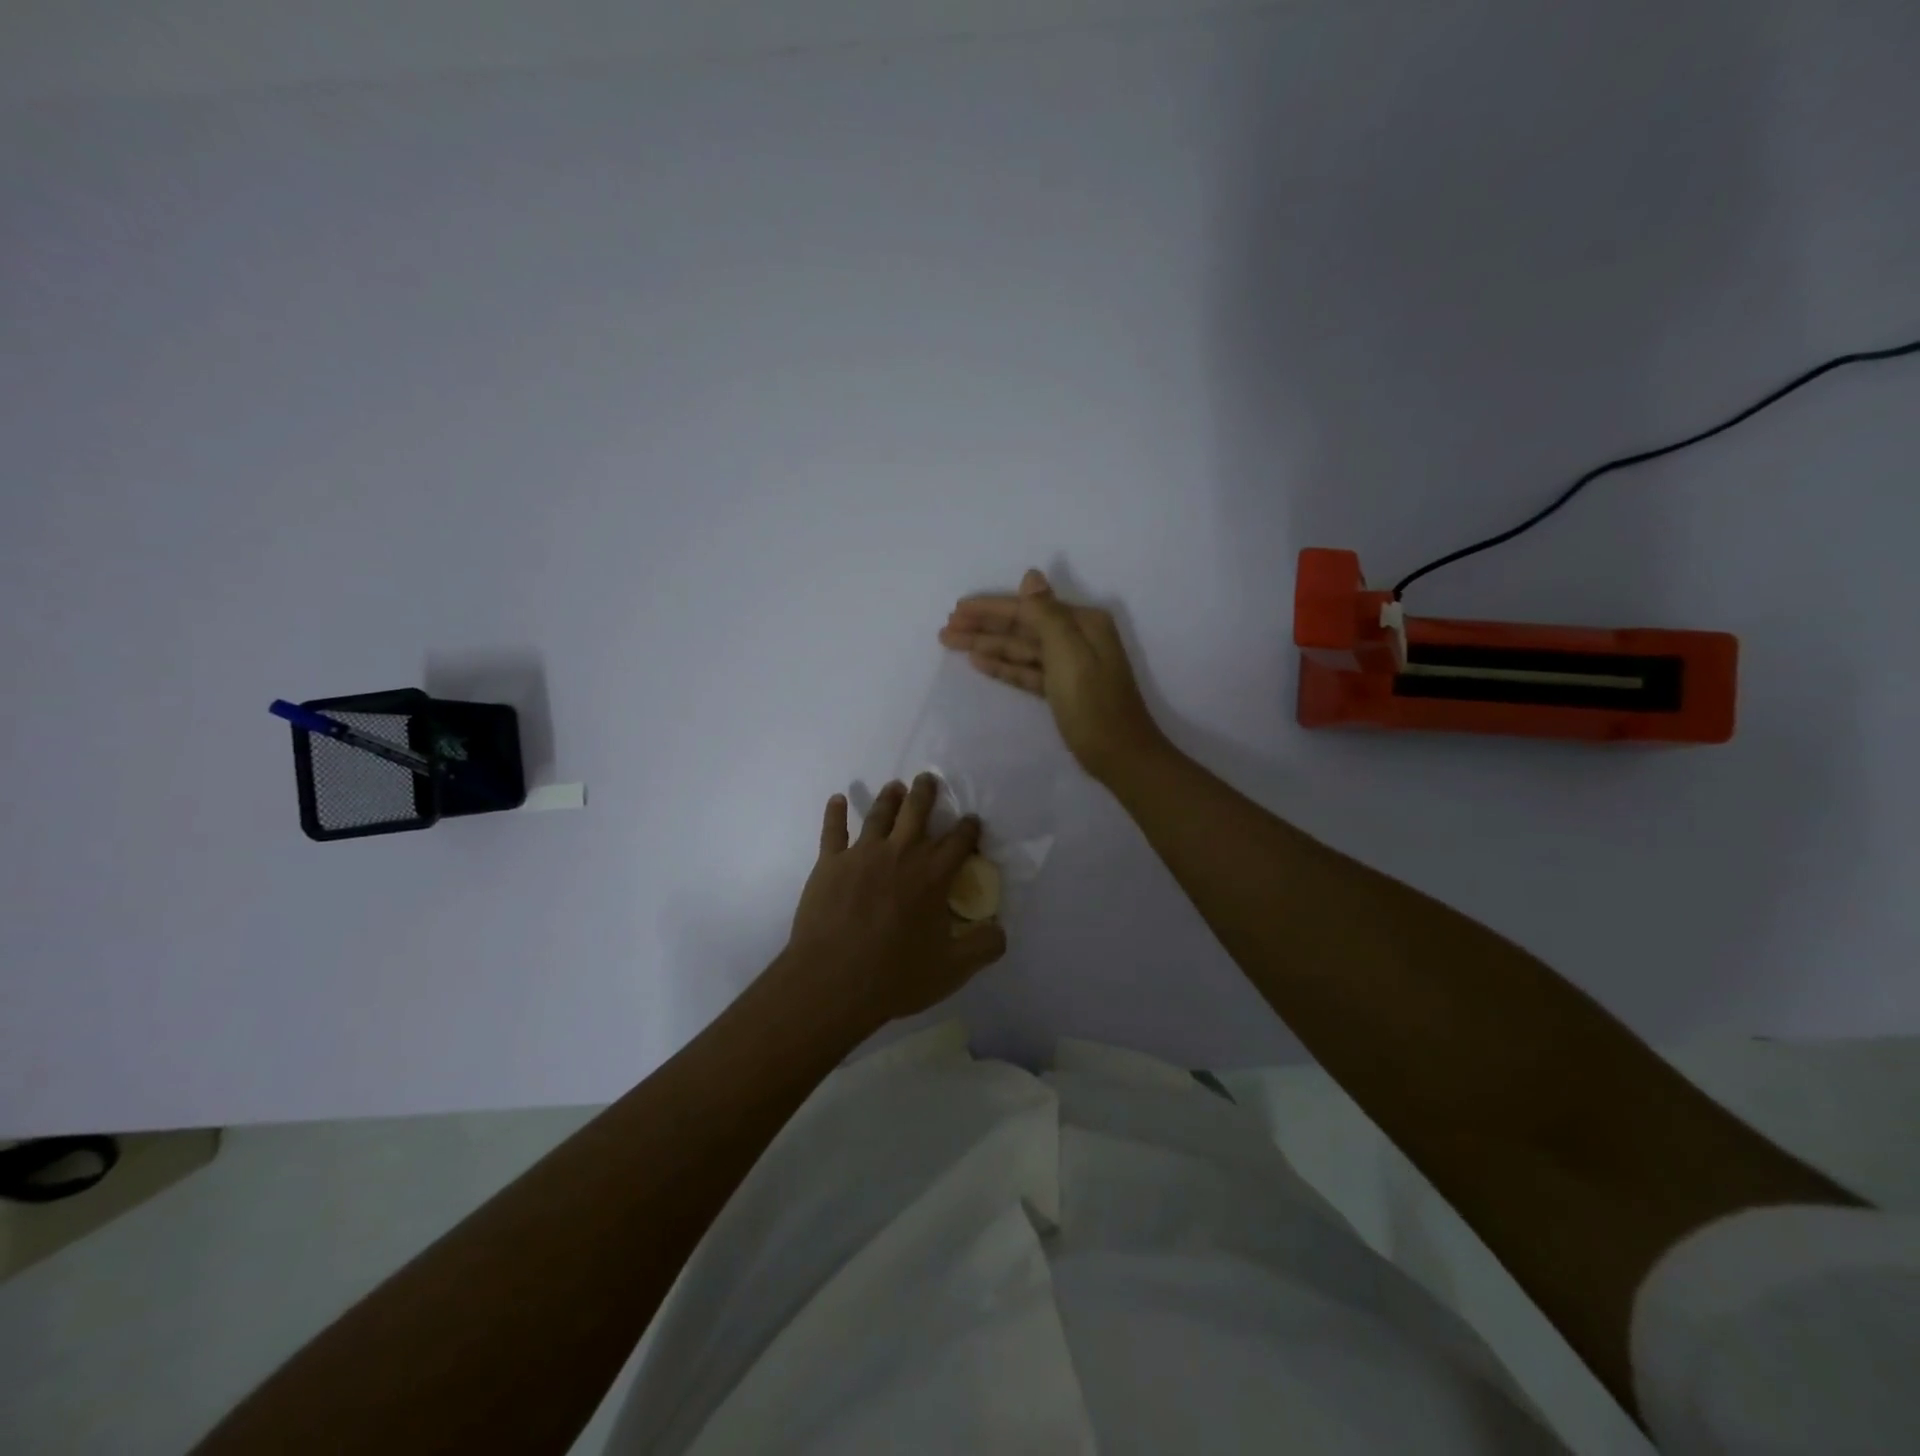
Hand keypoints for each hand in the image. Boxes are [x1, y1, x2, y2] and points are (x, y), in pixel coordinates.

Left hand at [786, 776, 1007, 1029]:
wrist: (833, 981)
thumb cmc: (895, 976)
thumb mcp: (952, 969)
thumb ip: (984, 946)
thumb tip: (1001, 929)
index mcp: (933, 875)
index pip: (959, 841)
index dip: (969, 828)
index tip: (972, 820)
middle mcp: (901, 853)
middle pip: (916, 811)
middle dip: (926, 793)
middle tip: (928, 779)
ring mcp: (862, 854)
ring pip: (878, 814)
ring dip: (889, 797)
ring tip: (895, 787)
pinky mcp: (829, 863)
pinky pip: (833, 829)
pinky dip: (835, 812)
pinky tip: (837, 799)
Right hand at [939, 568, 1167, 783]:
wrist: (1119, 755)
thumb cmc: (1092, 703)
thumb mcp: (1068, 653)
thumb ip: (1046, 614)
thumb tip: (1030, 575)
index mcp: (1082, 623)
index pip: (1027, 608)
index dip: (990, 609)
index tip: (956, 610)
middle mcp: (1075, 638)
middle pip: (1021, 627)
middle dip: (983, 626)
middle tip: (945, 628)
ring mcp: (1068, 665)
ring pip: (1020, 649)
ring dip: (987, 645)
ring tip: (952, 643)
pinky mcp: (1061, 690)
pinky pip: (1026, 670)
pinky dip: (1004, 666)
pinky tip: (978, 662)